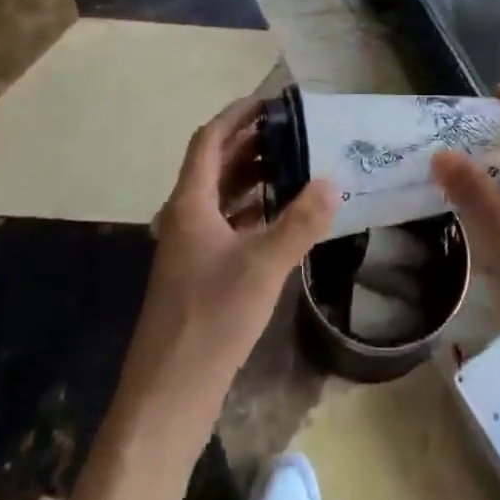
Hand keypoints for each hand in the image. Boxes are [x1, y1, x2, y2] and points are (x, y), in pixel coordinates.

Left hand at [121, 99, 336, 419]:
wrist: (168, 397)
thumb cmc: (210, 320)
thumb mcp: (262, 266)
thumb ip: (299, 222)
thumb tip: (331, 181)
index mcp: (190, 203)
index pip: (209, 140)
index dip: (236, 116)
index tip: (271, 102)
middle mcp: (186, 217)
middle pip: (216, 164)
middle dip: (251, 143)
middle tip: (293, 131)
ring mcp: (191, 247)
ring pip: (222, 195)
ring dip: (252, 176)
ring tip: (294, 166)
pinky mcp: (199, 274)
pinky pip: (227, 224)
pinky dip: (252, 210)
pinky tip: (281, 217)